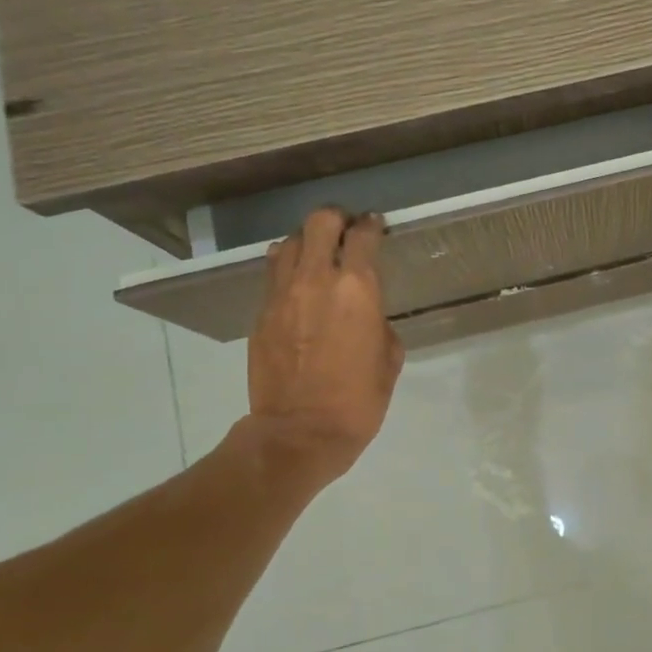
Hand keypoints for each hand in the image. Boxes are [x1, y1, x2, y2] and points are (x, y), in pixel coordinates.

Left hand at [244, 208, 403, 486]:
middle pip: (320, 222)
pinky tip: (298, 284)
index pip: (363, 236)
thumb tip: (367, 314)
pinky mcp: (261, 313)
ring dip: (307, 241)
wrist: (301, 431)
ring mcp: (282, 294)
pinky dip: (288, 268)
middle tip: (346, 231)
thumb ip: (379, 323)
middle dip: (336, 219)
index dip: (372, 226)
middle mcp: (317, 279)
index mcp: (358, 289)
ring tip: (318, 255)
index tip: (376, 226)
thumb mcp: (390, 358)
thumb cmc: (359, 399)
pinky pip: (273, 274)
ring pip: (289, 242)